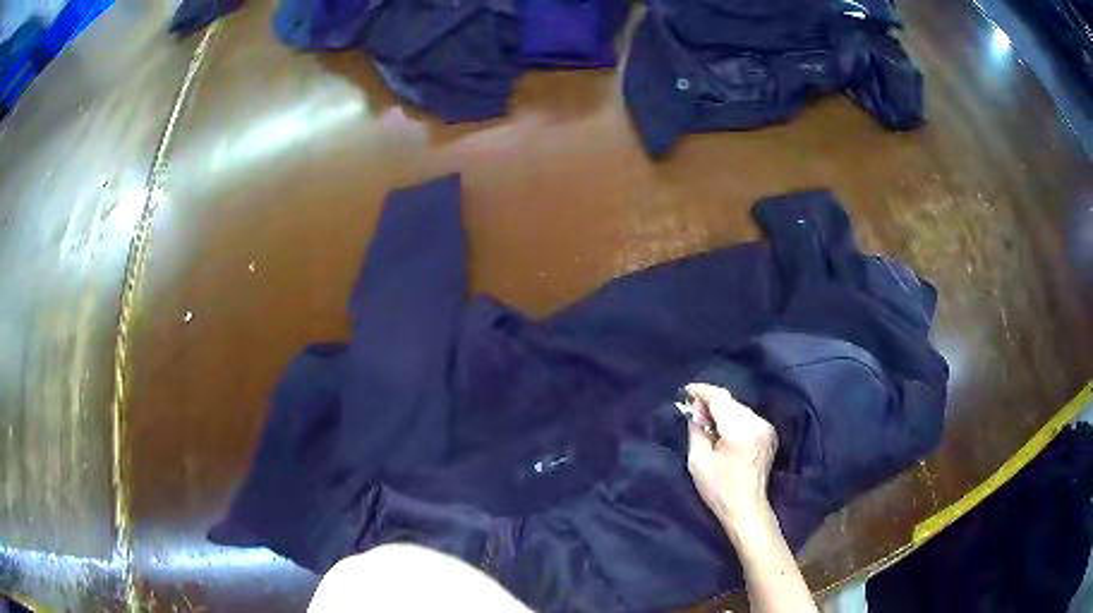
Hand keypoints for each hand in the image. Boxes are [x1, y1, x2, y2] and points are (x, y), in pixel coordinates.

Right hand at [685, 383, 778, 531]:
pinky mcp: (769, 433)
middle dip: (710, 402)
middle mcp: (758, 424)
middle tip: (692, 410)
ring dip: (721, 410)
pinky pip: (746, 416)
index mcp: (741, 431)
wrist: (747, 508)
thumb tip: (695, 409)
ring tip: (705, 421)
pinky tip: (722, 429)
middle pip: (730, 401)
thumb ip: (696, 429)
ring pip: (738, 407)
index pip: (721, 399)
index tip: (686, 391)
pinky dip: (732, 417)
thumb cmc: (719, 489)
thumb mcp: (698, 461)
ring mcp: (766, 427)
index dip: (702, 392)